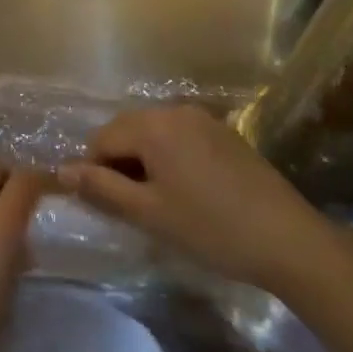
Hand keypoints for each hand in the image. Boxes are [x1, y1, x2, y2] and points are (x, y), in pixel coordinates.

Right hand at [57, 105, 336, 291]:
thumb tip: (62, 170)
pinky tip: (186, 192)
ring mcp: (203, 119)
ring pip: (153, 134)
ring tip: (158, 201)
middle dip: (119, 163)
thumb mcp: (149, 213)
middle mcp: (175, 111)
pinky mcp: (225, 133)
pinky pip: (179, 137)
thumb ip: (101, 188)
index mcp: (153, 125)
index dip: (96, 171)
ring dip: (144, 161)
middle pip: (126, 130)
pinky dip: (169, 158)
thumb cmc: (211, 228)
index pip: (101, 139)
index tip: (110, 206)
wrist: (290, 240)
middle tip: (132, 207)